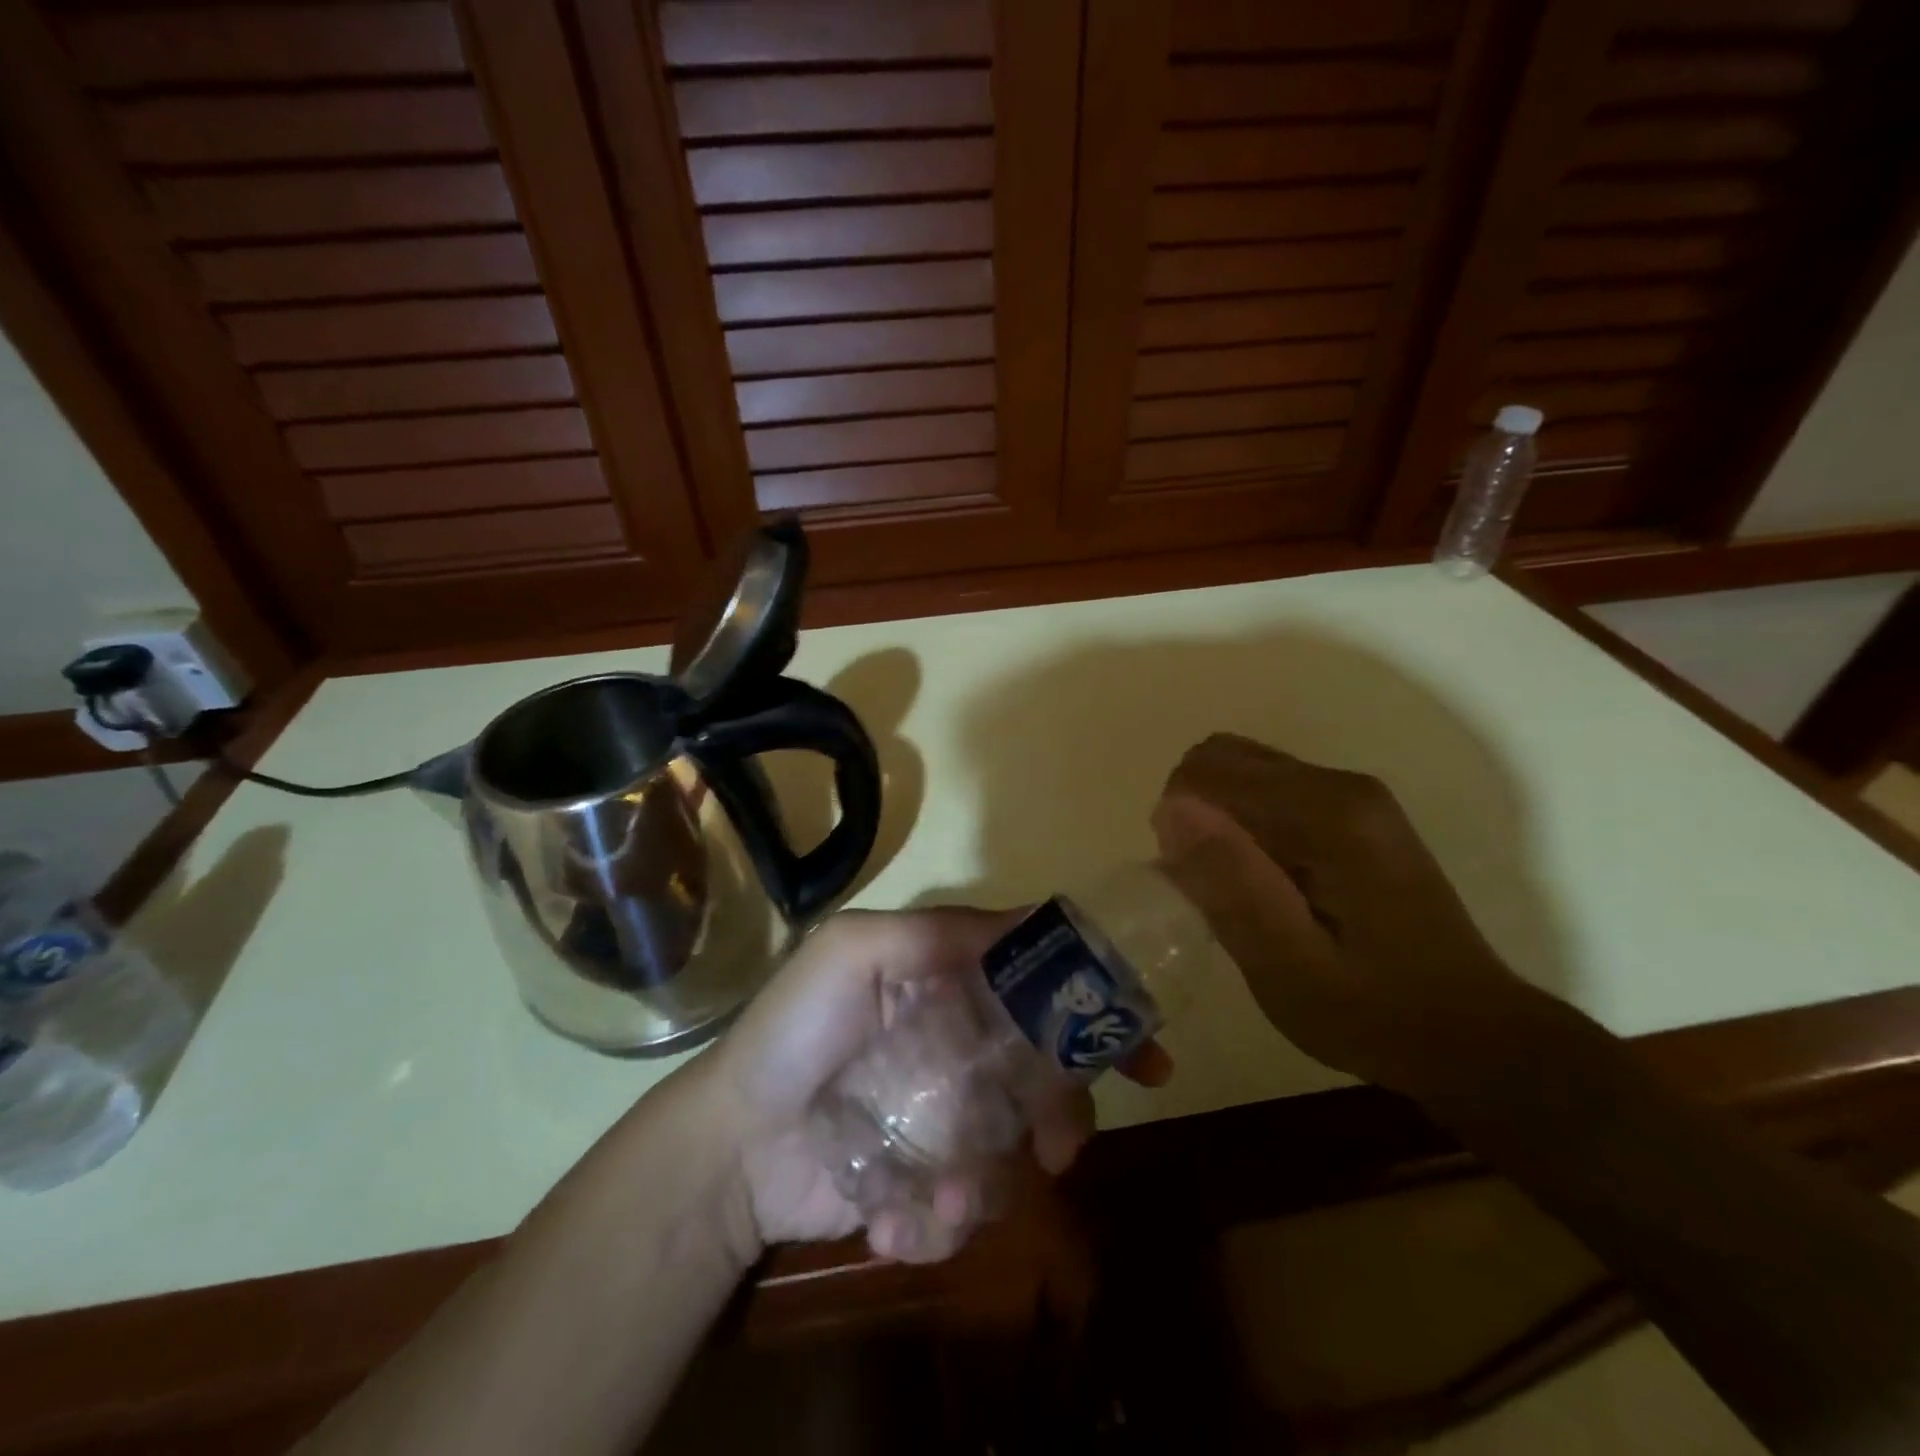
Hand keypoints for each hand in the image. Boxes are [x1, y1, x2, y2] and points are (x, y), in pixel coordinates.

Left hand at [705, 909, 1168, 1264]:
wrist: (731, 1145)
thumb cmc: (795, 1031)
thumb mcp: (854, 951)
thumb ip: (938, 933)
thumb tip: (1035, 921)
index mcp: (950, 987)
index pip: (1037, 984)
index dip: (1091, 1008)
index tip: (1141, 1047)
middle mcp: (960, 1046)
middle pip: (1046, 1074)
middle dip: (1066, 1112)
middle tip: (1061, 1147)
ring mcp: (948, 1118)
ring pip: (1017, 1149)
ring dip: (991, 1181)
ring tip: (948, 1198)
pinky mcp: (930, 1183)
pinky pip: (970, 1205)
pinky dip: (943, 1219)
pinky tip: (895, 1219)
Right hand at [1152, 733, 1528, 1098]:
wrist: (1469, 1034)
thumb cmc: (1372, 1012)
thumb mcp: (1286, 968)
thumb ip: (1231, 884)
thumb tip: (1173, 811)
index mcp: (1326, 813)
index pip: (1207, 772)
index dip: (1179, 824)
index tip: (1193, 885)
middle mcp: (1341, 784)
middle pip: (1224, 759)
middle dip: (1194, 815)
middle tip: (1212, 888)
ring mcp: (1353, 794)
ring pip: (1243, 772)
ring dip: (1218, 822)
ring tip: (1238, 889)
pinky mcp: (1355, 812)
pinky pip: (1269, 791)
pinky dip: (1244, 826)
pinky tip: (1265, 882)